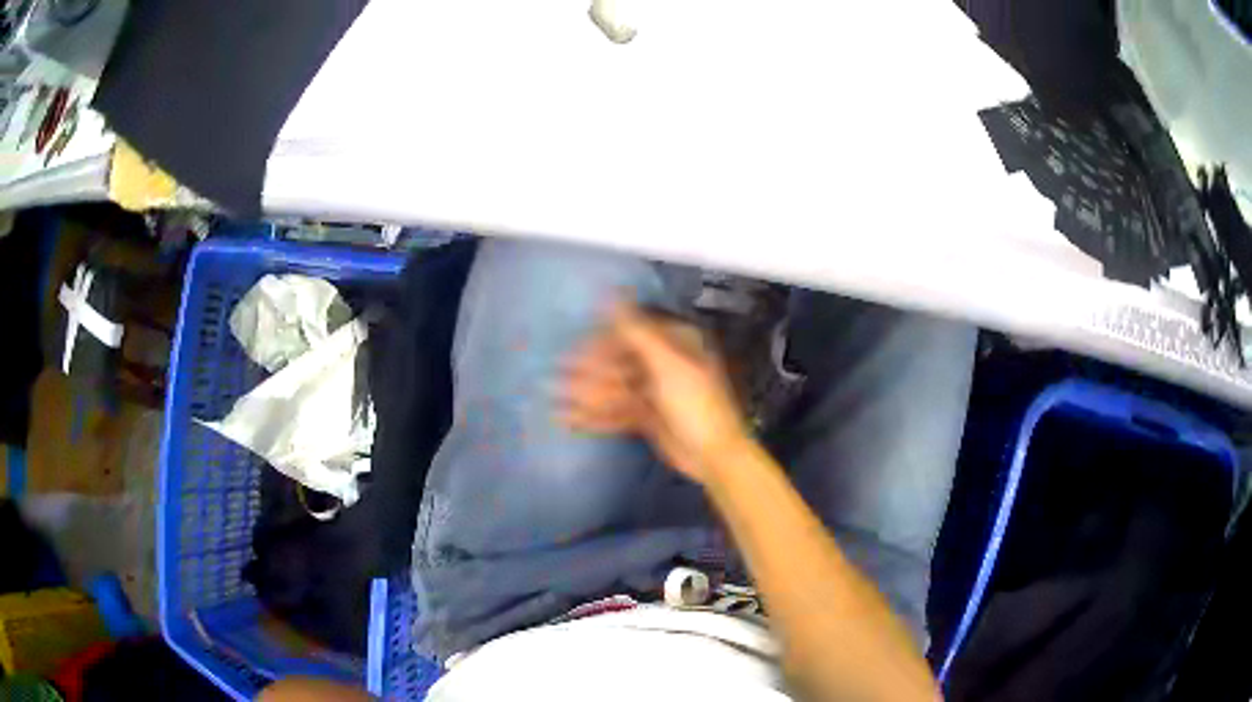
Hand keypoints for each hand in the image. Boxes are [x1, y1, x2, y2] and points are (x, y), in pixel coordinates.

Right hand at [561, 300, 749, 484]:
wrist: (714, 455)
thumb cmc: (696, 404)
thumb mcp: (667, 364)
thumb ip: (636, 331)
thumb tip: (612, 294)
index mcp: (675, 344)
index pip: (630, 334)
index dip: (601, 343)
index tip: (575, 353)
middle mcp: (664, 363)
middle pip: (618, 362)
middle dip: (588, 373)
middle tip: (556, 381)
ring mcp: (655, 391)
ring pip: (614, 388)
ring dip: (586, 395)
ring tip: (556, 401)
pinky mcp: (647, 417)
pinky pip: (617, 411)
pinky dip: (595, 415)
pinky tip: (570, 420)